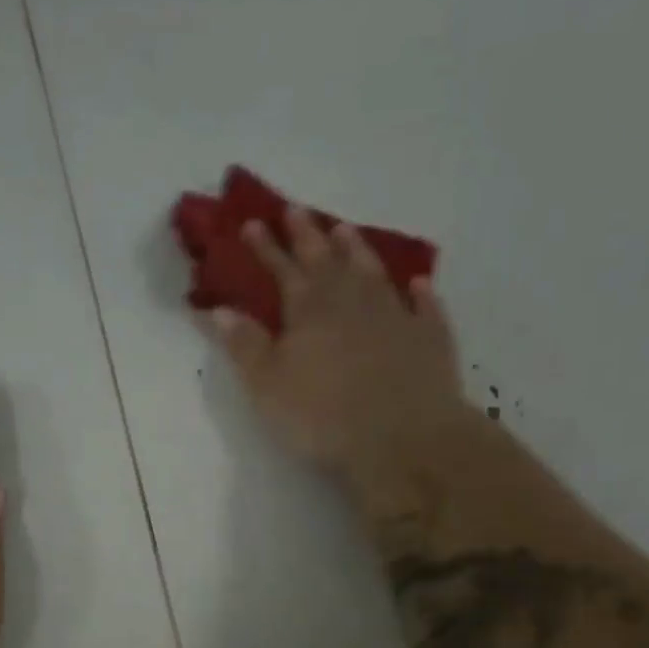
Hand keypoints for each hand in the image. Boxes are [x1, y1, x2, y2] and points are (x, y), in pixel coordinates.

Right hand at [205, 207, 472, 488]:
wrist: (402, 438)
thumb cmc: (323, 416)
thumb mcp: (267, 386)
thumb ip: (244, 345)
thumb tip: (219, 309)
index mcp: (308, 310)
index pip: (282, 269)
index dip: (265, 247)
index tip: (251, 222)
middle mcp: (352, 301)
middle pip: (326, 260)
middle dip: (308, 234)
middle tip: (296, 209)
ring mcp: (395, 315)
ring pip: (372, 272)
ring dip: (357, 250)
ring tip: (345, 230)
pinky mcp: (429, 338)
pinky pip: (423, 307)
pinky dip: (418, 293)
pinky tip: (416, 285)